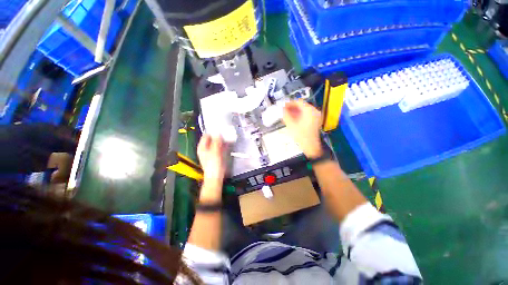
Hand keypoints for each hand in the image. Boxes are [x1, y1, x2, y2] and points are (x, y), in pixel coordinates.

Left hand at [197, 134, 227, 183]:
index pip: (206, 135)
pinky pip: (220, 147)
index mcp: (202, 147)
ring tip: (228, 135)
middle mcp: (206, 148)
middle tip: (226, 131)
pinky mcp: (217, 154)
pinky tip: (228, 142)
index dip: (212, 131)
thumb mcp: (215, 152)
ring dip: (222, 139)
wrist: (216, 176)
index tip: (219, 128)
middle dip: (219, 135)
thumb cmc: (213, 164)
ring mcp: (212, 151)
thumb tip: (218, 133)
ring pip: (217, 142)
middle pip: (212, 138)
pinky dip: (224, 144)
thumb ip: (216, 142)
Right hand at [282, 100, 322, 158]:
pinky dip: (299, 116)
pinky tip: (293, 120)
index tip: (283, 106)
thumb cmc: (301, 135)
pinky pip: (306, 115)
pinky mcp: (315, 121)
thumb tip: (282, 108)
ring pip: (303, 111)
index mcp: (310, 110)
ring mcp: (316, 116)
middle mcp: (314, 111)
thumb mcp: (291, 124)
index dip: (290, 103)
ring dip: (295, 112)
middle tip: (284, 111)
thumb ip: (286, 114)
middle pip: (301, 106)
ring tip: (287, 116)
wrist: (311, 146)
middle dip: (292, 108)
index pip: (298, 102)